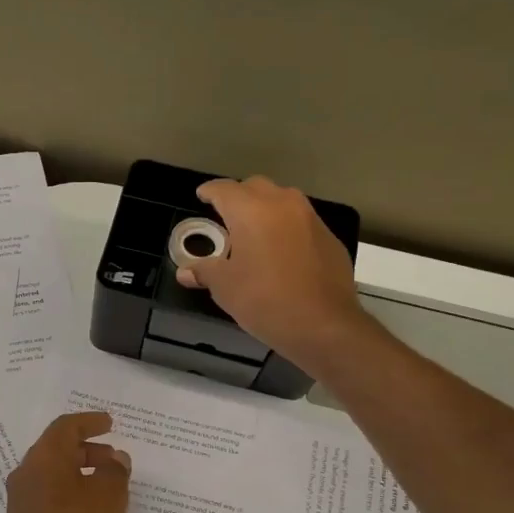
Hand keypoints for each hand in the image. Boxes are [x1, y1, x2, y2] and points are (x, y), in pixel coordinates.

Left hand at [0, 412, 131, 512]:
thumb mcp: (108, 496)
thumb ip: (115, 471)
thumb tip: (115, 459)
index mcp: (44, 457)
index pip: (66, 426)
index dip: (90, 422)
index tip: (110, 423)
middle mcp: (27, 473)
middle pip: (58, 450)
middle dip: (88, 450)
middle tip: (114, 459)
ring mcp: (23, 501)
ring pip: (54, 475)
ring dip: (81, 474)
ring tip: (109, 488)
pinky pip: (51, 498)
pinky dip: (72, 495)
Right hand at [178, 176, 366, 372]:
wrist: (324, 325)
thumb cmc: (265, 300)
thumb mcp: (225, 287)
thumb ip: (204, 271)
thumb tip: (184, 272)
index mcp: (251, 211)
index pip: (224, 189)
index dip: (209, 191)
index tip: (201, 196)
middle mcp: (283, 204)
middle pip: (255, 187)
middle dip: (238, 196)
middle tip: (226, 216)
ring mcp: (310, 219)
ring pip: (283, 200)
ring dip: (265, 209)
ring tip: (253, 232)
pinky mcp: (329, 238)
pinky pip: (301, 222)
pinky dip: (286, 228)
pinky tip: (281, 252)